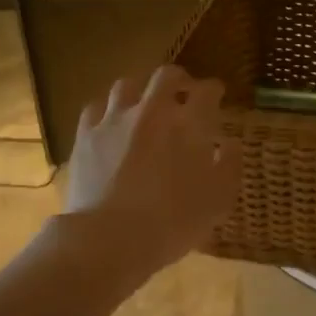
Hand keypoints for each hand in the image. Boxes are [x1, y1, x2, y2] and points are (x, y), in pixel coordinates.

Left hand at [65, 65, 241, 275]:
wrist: (110, 238)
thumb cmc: (173, 222)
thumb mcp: (219, 200)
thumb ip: (229, 165)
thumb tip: (229, 144)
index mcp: (190, 124)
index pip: (207, 92)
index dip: (214, 90)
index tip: (217, 95)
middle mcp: (152, 111)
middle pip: (166, 77)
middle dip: (179, 80)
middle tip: (184, 91)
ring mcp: (115, 120)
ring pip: (127, 85)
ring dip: (141, 90)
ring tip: (144, 104)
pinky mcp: (86, 136)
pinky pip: (96, 108)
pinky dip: (107, 110)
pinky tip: (110, 122)